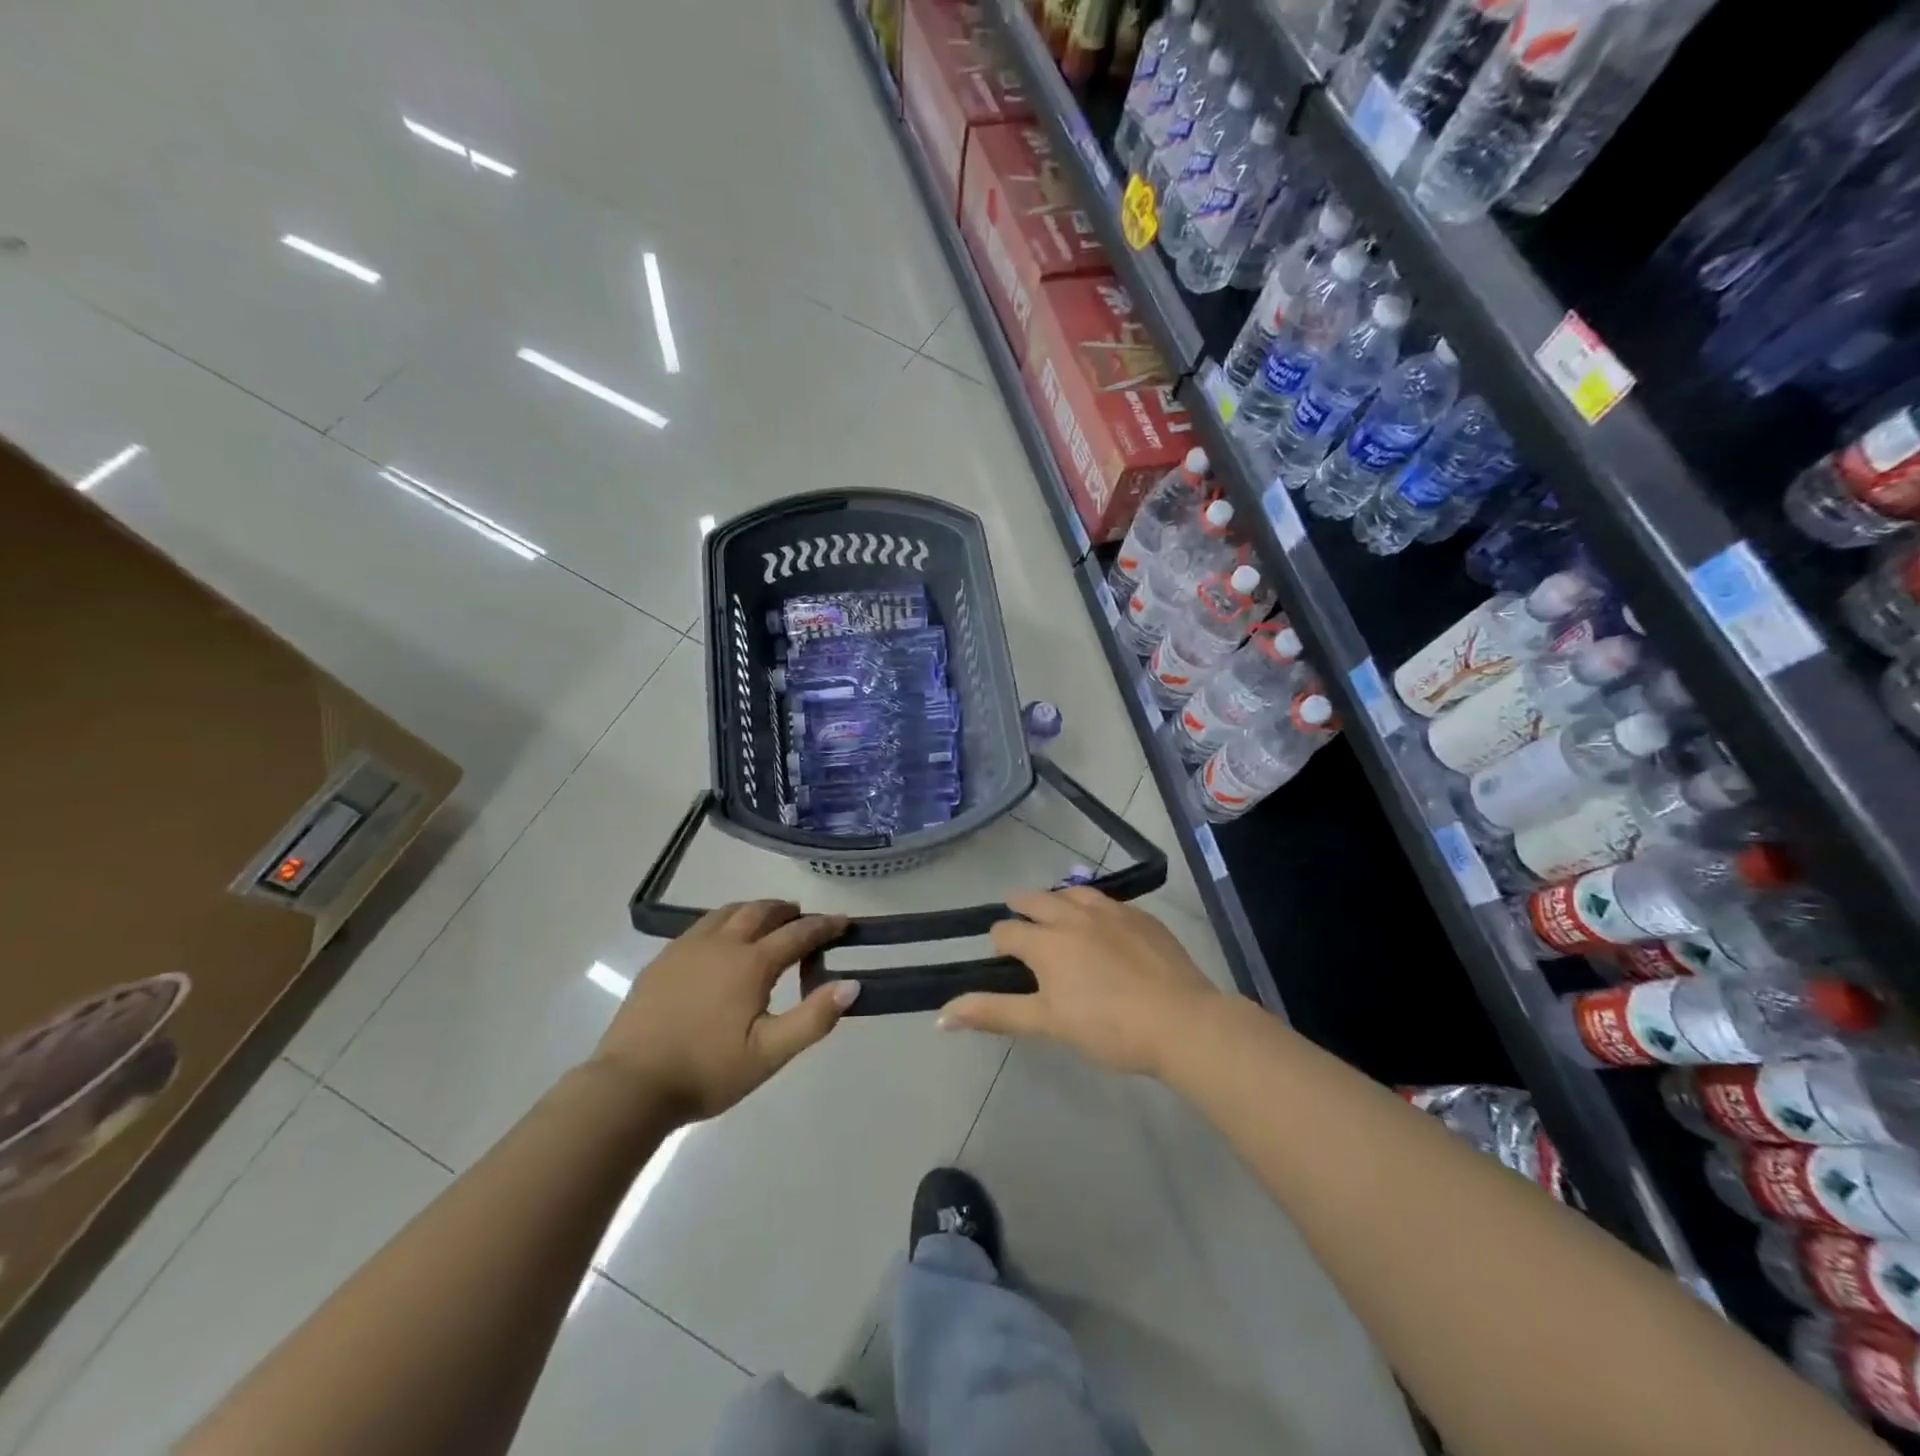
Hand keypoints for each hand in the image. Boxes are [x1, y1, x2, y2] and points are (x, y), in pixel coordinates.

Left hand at [591, 902, 853, 1122]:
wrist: (630, 1086)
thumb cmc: (707, 1072)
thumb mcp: (769, 1053)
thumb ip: (813, 1018)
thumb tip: (852, 984)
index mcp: (751, 963)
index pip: (798, 933)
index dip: (825, 926)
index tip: (844, 922)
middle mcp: (721, 943)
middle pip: (760, 911)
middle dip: (787, 911)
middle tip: (803, 918)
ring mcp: (687, 948)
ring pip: (727, 912)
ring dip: (754, 910)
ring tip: (766, 921)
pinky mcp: (662, 960)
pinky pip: (701, 926)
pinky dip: (724, 922)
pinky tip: (720, 942)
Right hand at [939, 888, 1217, 1077]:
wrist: (1181, 1021)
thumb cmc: (1107, 1027)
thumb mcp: (1046, 1024)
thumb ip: (994, 1014)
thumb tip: (940, 1017)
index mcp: (1046, 941)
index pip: (1007, 930)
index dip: (999, 941)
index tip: (1001, 954)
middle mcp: (1074, 915)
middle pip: (1037, 899)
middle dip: (1022, 907)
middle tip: (1019, 918)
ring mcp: (1112, 912)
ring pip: (1075, 893)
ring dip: (1059, 900)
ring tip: (1058, 912)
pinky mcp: (1143, 918)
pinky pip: (1109, 903)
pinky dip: (1095, 908)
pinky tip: (1104, 925)